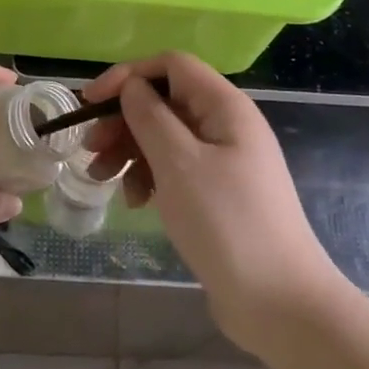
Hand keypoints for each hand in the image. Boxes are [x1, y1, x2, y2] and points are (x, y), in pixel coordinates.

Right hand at [83, 52, 341, 352]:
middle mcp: (226, 126)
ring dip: (129, 151)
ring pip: (165, 137)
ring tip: (102, 179)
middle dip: (123, 120)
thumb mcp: (178, 164)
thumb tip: (131, 86)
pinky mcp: (217, 193)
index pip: (171, 66)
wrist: (279, 302)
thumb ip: (149, 117)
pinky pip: (175, 169)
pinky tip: (136, 203)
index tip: (90, 102)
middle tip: (90, 149)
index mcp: (225, 107)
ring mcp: (224, 161)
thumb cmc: (226, 223)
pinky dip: (149, 177)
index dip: (128, 76)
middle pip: (164, 102)